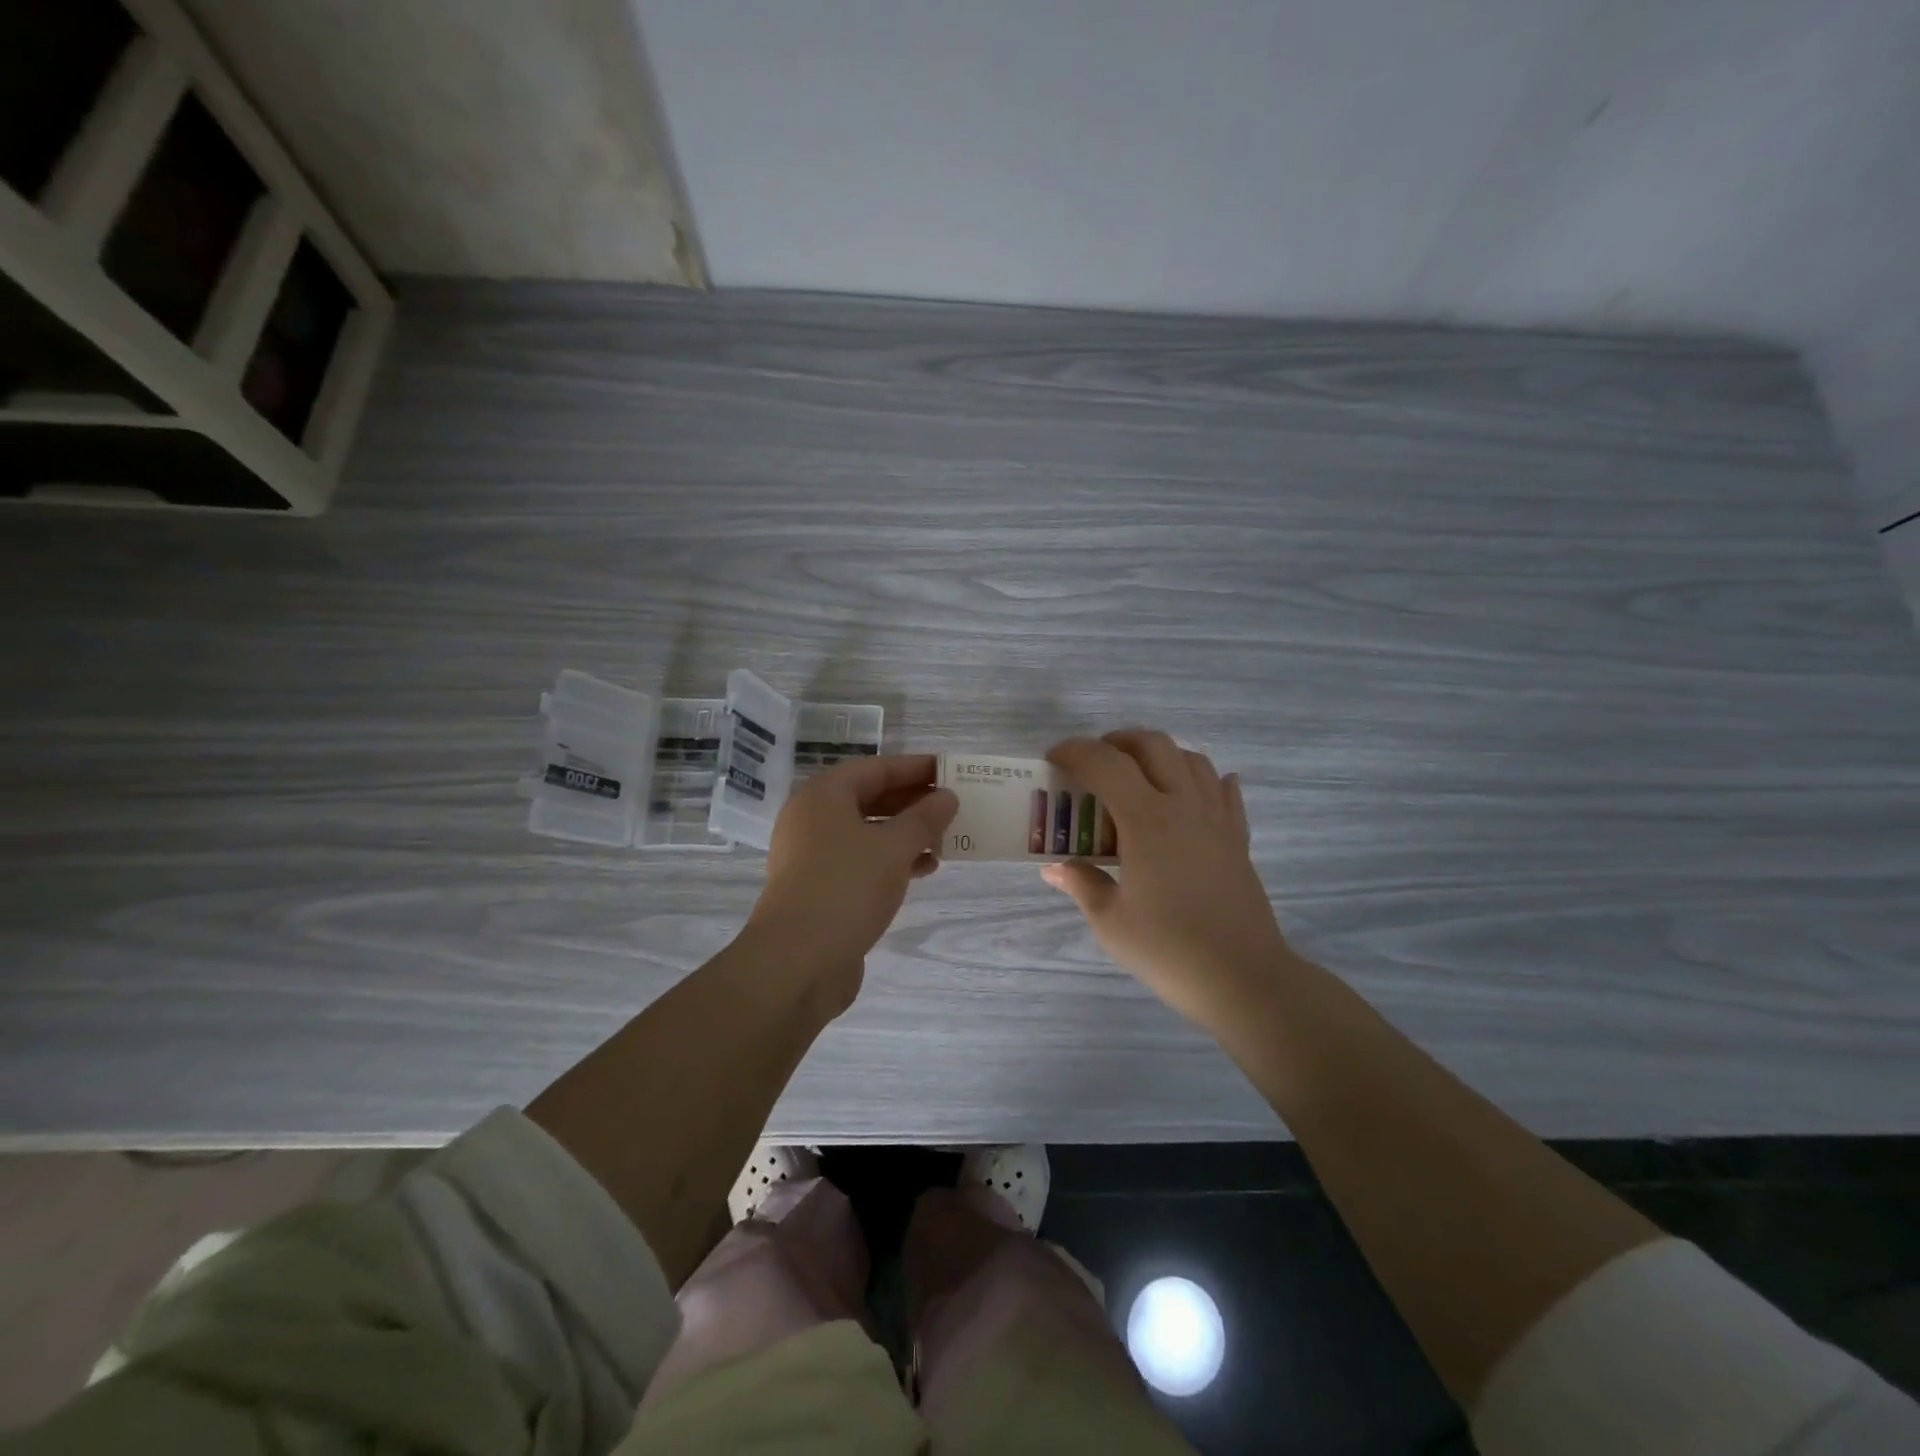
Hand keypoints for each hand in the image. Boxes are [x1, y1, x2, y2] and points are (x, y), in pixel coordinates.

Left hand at [746, 754, 958, 1014]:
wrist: (797, 961)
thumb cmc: (847, 887)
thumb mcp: (894, 847)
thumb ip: (924, 819)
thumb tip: (946, 797)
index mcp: (823, 796)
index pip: (876, 768)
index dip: (914, 768)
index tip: (948, 770)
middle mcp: (812, 819)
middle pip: (870, 798)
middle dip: (912, 803)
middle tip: (951, 806)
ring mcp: (812, 855)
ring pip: (867, 832)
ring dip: (906, 834)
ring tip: (944, 842)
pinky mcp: (818, 887)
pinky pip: (861, 861)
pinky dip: (891, 861)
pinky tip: (922, 870)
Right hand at [1043, 730, 1294, 1031]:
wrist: (1243, 978)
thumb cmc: (1168, 950)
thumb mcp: (1110, 921)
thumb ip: (1082, 883)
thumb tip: (1055, 867)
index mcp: (1147, 821)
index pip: (1106, 764)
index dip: (1076, 752)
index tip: (1054, 759)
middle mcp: (1184, 806)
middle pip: (1153, 745)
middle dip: (1117, 742)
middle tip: (1094, 762)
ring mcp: (1217, 820)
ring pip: (1191, 759)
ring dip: (1160, 755)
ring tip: (1137, 776)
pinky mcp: (1238, 838)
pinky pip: (1225, 792)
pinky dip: (1204, 780)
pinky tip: (1193, 794)